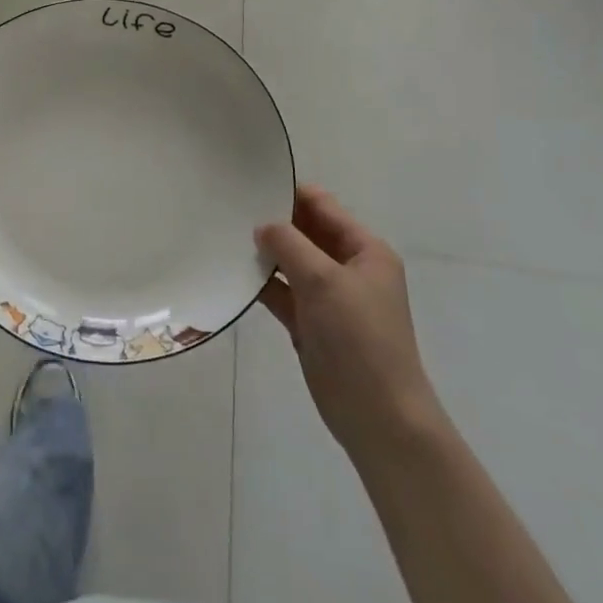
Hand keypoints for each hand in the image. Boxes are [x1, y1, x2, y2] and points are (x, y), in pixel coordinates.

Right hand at [256, 185, 438, 454]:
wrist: (378, 416)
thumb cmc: (359, 338)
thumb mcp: (324, 280)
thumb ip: (290, 245)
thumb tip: (263, 226)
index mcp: (365, 250)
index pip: (323, 206)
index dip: (290, 194)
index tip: (250, 185)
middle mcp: (348, 268)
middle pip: (306, 232)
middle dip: (274, 222)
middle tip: (230, 209)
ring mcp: (329, 298)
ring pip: (292, 263)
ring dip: (265, 253)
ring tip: (224, 236)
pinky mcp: (312, 324)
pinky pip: (283, 293)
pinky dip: (263, 284)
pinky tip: (234, 273)